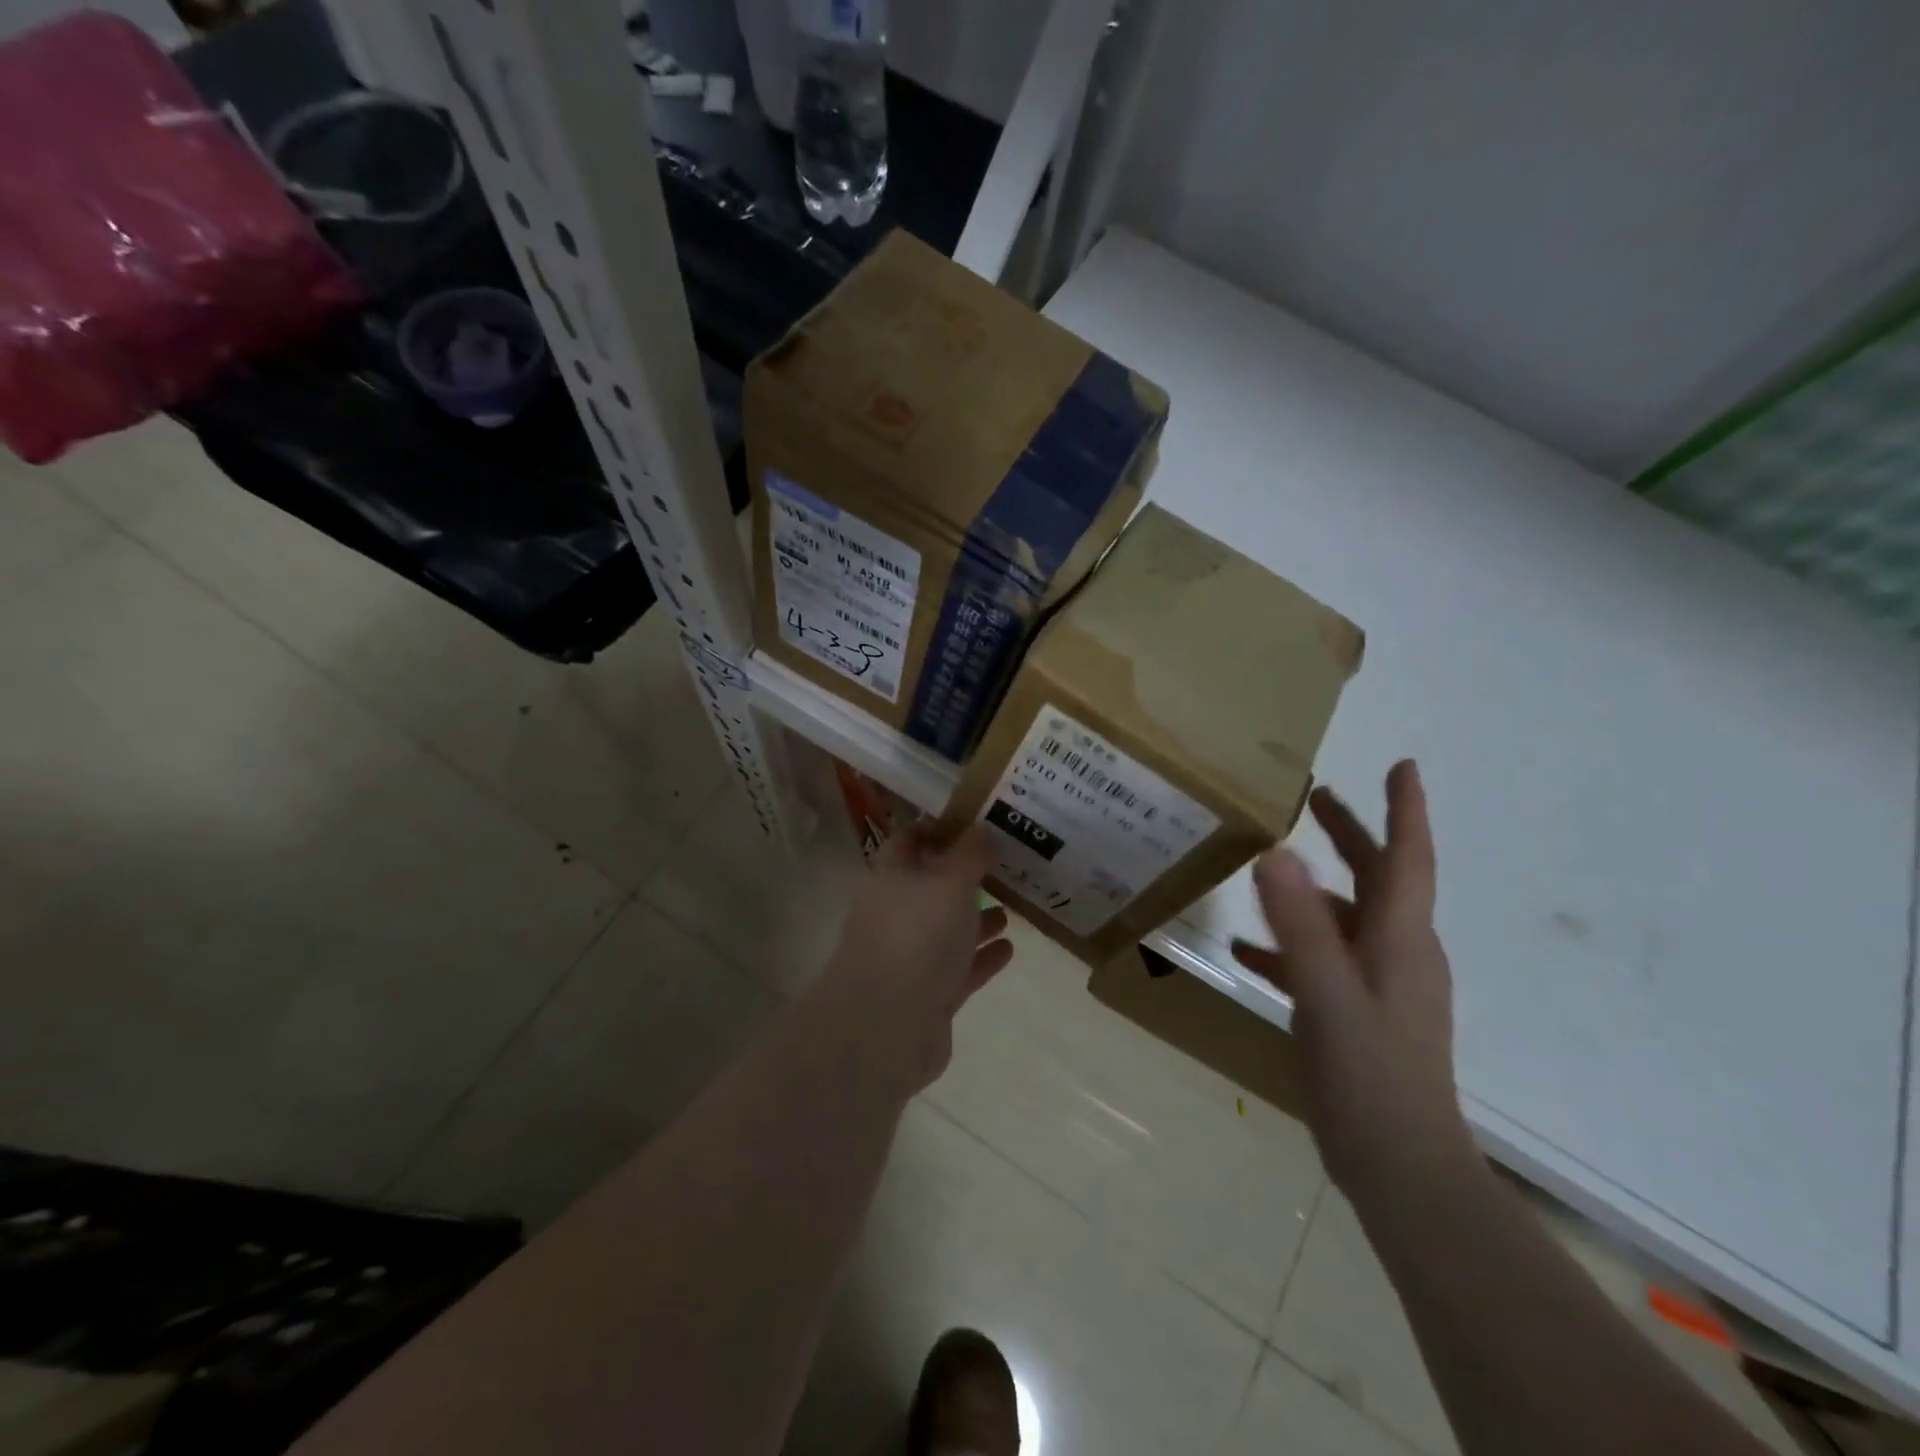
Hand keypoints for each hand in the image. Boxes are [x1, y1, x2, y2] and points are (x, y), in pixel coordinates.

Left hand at [807, 823, 1014, 1094]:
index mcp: (892, 878)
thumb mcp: (950, 881)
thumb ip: (970, 853)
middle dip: (965, 878)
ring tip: (1012, 909)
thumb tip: (981, 828)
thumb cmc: (918, 936)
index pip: (909, 841)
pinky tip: (1009, 950)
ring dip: (976, 919)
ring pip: (947, 929)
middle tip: (1005, 869)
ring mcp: (910, 957)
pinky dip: (982, 957)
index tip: (974, 824)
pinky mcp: (927, 996)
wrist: (887, 1025)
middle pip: (931, 887)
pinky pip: (959, 968)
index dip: (937, 829)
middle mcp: (896, 913)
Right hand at [1232, 760, 1475, 1196]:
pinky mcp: (1359, 1014)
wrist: (1402, 1171)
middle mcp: (1397, 953)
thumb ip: (1300, 926)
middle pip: (1377, 879)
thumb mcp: (1327, 995)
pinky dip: (1289, 947)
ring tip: (1268, 865)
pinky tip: (1243, 953)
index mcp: (1399, 939)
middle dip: (1351, 835)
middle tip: (1317, 797)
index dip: (1405, 811)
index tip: (1402, 766)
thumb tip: (1275, 853)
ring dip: (1313, 888)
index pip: (1408, 859)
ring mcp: (1380, 986)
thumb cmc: (1371, 1079)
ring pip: (1345, 919)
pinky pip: (1322, 963)